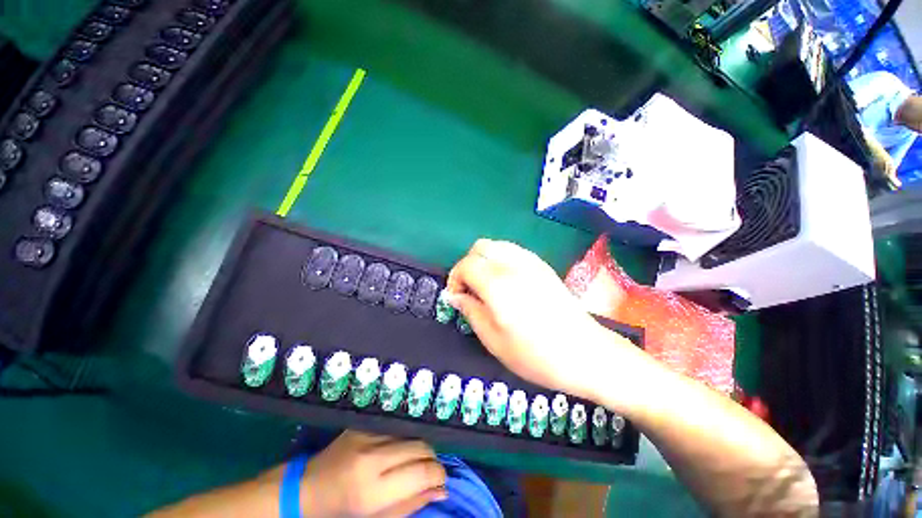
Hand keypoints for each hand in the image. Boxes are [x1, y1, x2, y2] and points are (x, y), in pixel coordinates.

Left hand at [301, 431, 446, 516]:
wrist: (307, 488)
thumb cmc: (342, 512)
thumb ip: (412, 504)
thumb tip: (442, 490)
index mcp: (371, 490)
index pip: (421, 472)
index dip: (439, 474)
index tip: (442, 480)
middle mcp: (371, 457)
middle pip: (420, 446)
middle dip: (431, 459)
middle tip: (429, 471)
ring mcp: (366, 435)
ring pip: (411, 434)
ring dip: (419, 448)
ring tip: (413, 462)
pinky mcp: (363, 424)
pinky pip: (396, 428)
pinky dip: (404, 439)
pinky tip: (397, 451)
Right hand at [447, 239, 646, 402]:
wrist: (586, 353)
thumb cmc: (536, 355)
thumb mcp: (493, 340)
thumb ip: (470, 311)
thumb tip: (454, 296)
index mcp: (498, 284)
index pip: (466, 265)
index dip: (455, 278)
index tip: (456, 297)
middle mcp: (513, 265)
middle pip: (480, 247)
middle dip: (468, 264)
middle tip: (469, 289)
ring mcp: (531, 262)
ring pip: (497, 245)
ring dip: (484, 260)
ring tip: (485, 284)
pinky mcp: (542, 265)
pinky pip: (513, 250)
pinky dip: (500, 259)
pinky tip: (505, 281)